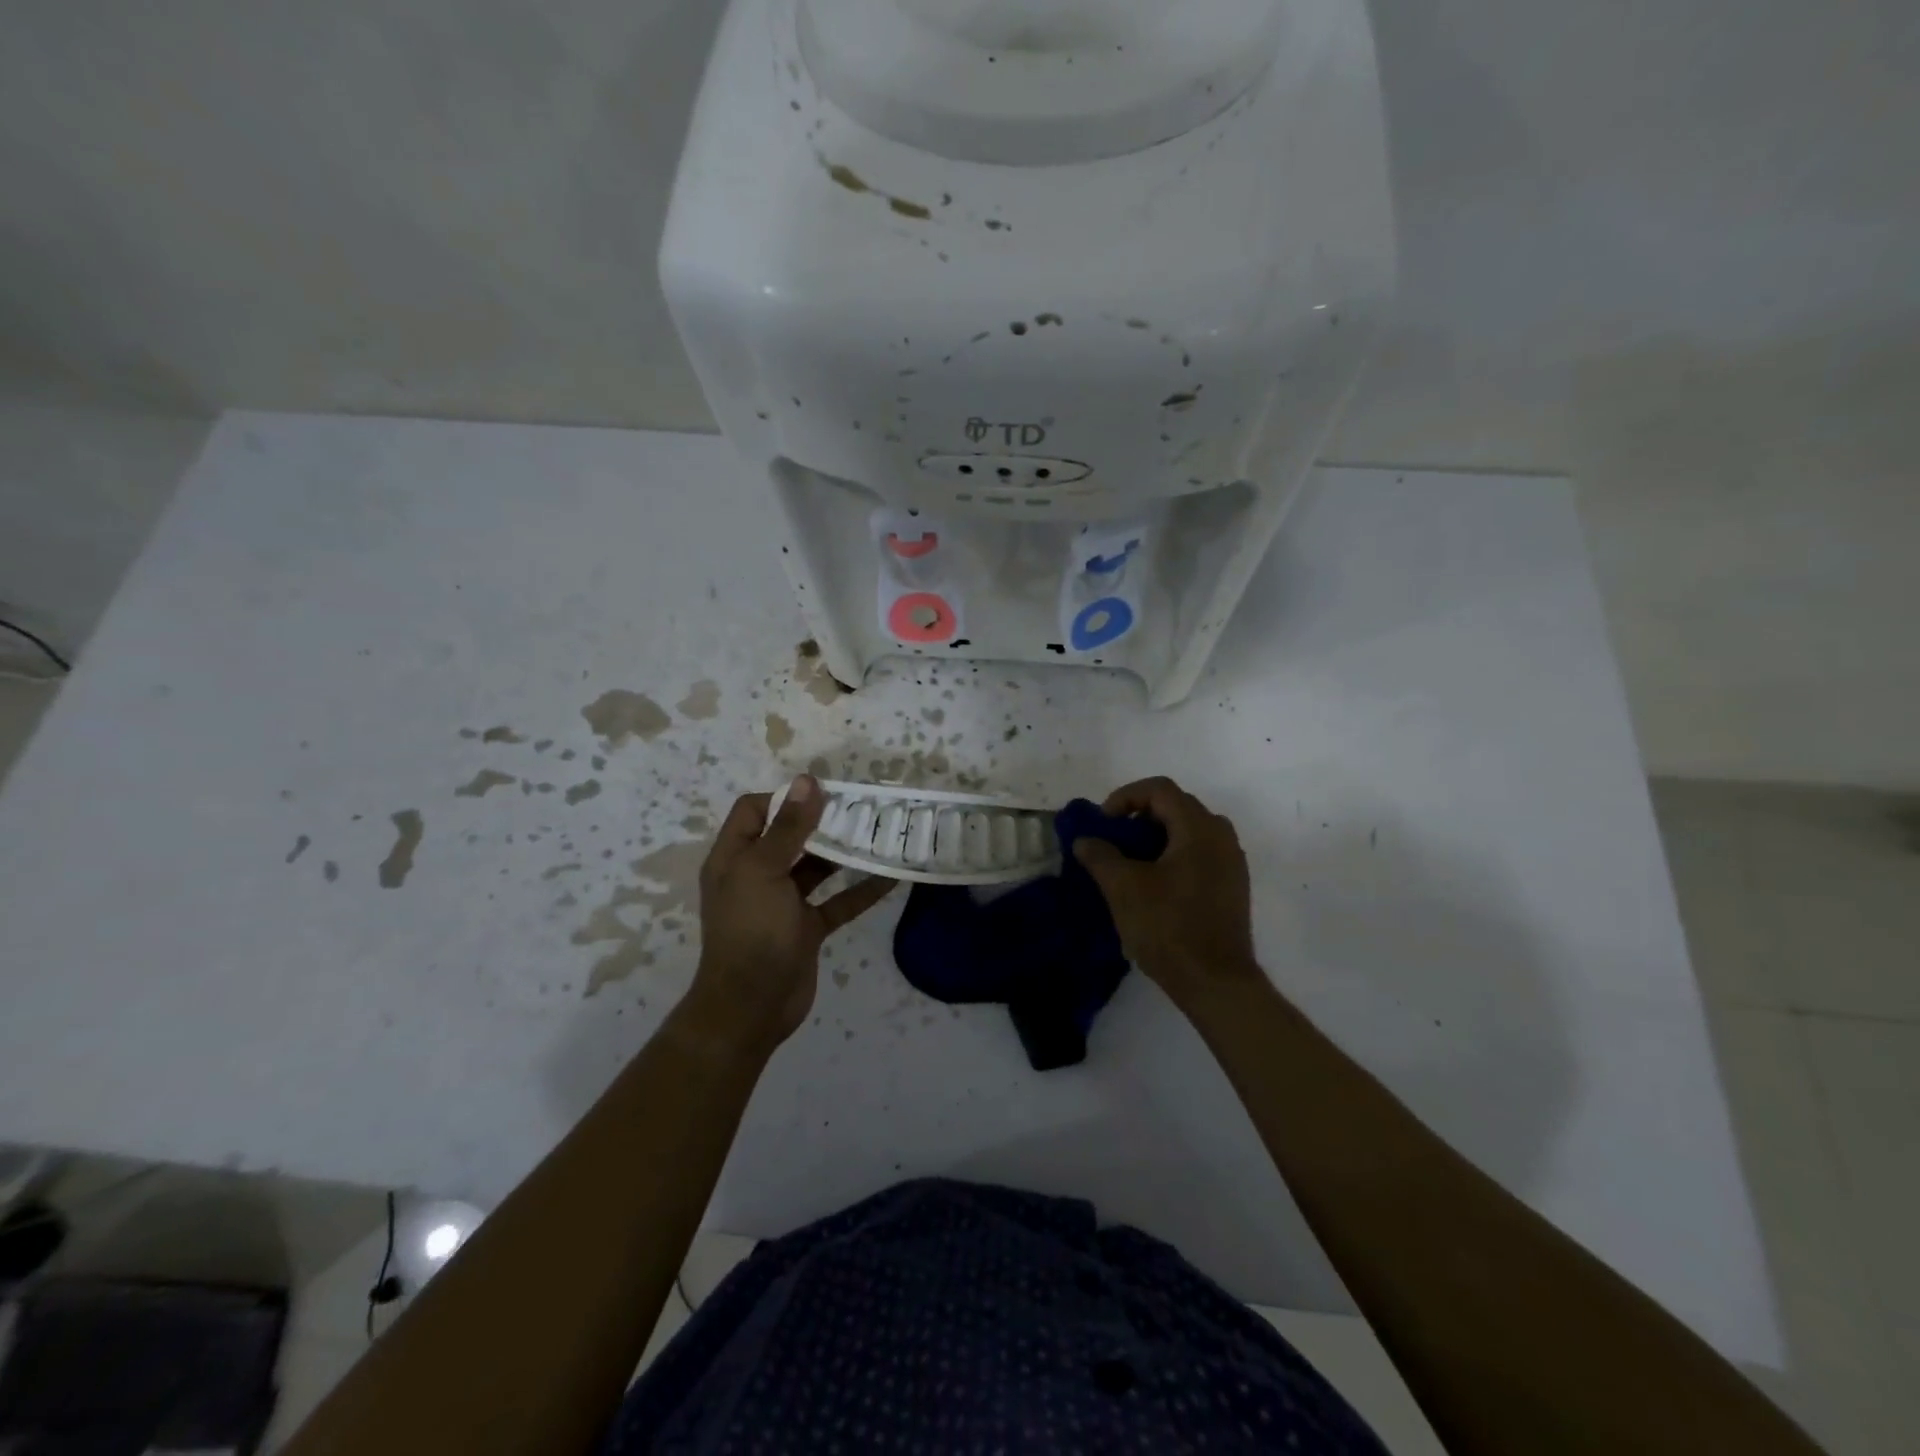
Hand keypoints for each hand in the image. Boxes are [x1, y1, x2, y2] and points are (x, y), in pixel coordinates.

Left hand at [688, 775, 896, 1052]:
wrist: (751, 1007)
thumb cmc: (751, 931)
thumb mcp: (764, 871)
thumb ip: (788, 828)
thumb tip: (807, 781)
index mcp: (735, 857)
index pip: (754, 811)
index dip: (785, 798)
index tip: (825, 793)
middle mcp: (757, 875)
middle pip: (790, 836)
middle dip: (824, 822)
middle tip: (864, 808)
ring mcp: (784, 903)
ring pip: (818, 868)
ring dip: (845, 853)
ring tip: (880, 834)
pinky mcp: (807, 928)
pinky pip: (838, 902)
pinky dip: (861, 890)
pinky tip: (890, 876)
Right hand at [1073, 776, 1264, 1013]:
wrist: (1216, 982)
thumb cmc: (1168, 927)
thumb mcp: (1123, 887)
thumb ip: (1100, 855)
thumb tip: (1085, 840)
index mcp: (1199, 828)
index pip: (1159, 789)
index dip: (1124, 797)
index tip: (1103, 824)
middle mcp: (1221, 836)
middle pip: (1176, 807)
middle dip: (1138, 817)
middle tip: (1113, 841)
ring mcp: (1232, 863)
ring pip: (1188, 832)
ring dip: (1155, 838)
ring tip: (1130, 864)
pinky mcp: (1232, 887)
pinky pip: (1199, 854)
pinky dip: (1172, 856)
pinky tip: (1154, 886)